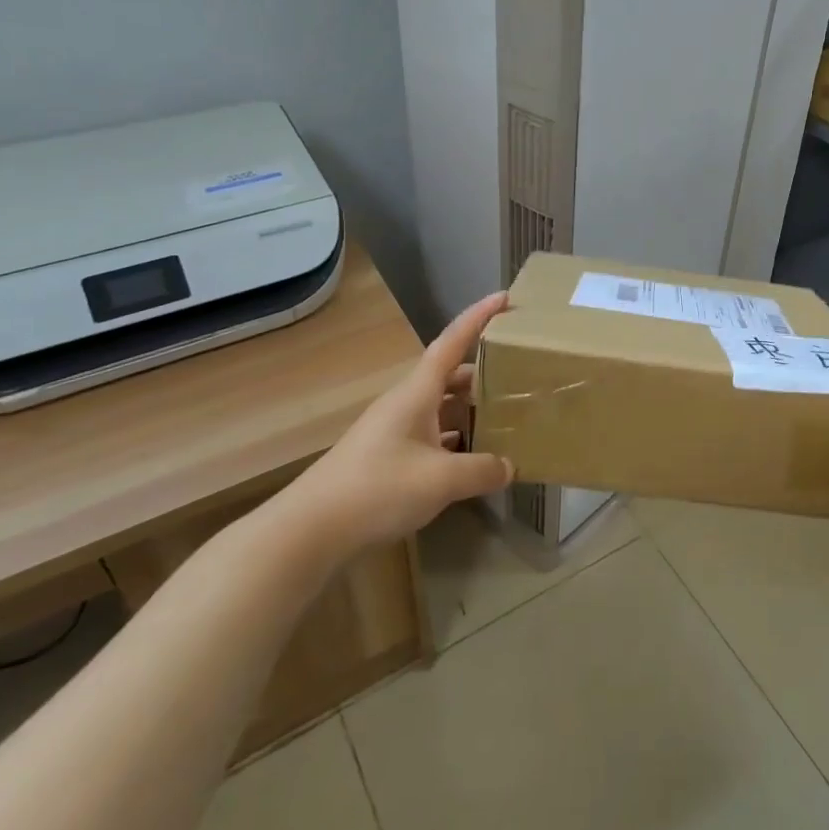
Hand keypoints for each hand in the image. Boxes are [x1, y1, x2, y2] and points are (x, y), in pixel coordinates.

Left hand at [277, 293, 514, 554]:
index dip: (478, 318)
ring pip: (441, 410)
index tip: (504, 298)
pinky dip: (455, 441)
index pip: (452, 343)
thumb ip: (481, 470)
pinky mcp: (386, 460)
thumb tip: (509, 466)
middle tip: (519, 377)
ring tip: (504, 419)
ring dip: (470, 411)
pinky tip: (472, 460)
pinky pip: (431, 438)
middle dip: (483, 374)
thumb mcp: (440, 480)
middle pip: (449, 377)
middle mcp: (405, 405)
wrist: (309, 531)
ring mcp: (393, 433)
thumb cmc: (377, 488)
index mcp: (416, 394)